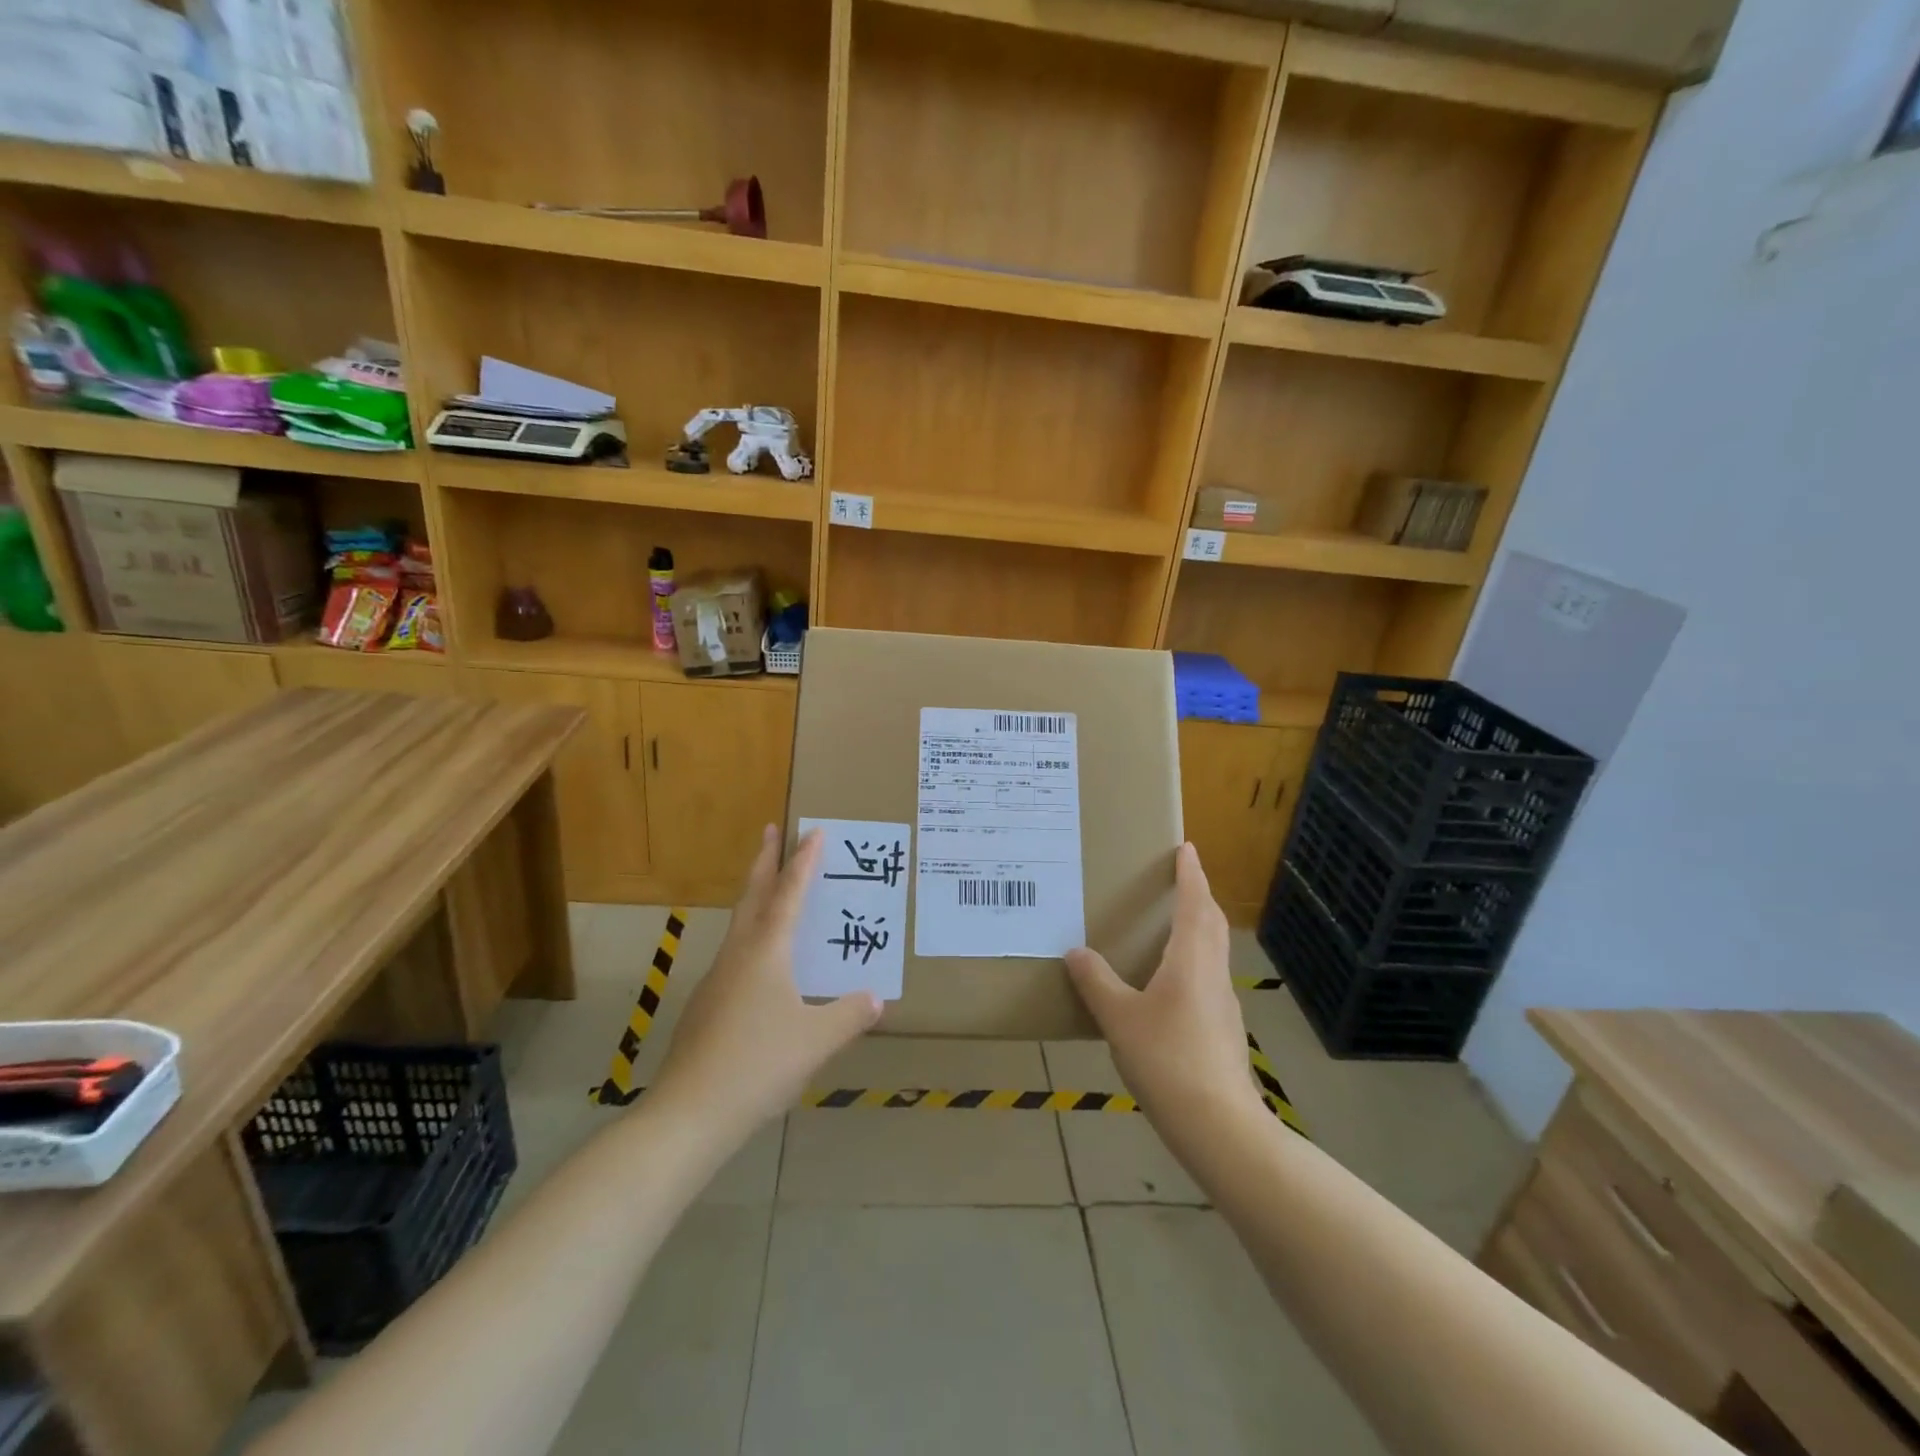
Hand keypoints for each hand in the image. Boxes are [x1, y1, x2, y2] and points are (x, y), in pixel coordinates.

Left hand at [652, 827, 881, 1136]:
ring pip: (740, 925)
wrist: (689, 1113)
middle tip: (771, 831)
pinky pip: (736, 956)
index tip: (813, 831)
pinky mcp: (707, 1006)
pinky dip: (752, 938)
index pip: (789, 894)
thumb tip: (875, 998)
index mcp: (766, 952)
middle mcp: (738, 955)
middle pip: (753, 896)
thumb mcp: (816, 1041)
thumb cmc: (758, 1065)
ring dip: (756, 898)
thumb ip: (849, 1015)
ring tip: (772, 892)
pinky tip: (763, 967)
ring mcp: (717, 980)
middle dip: (765, 861)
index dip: (803, 862)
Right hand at [1065, 843, 1262, 1123]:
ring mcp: (1223, 1003)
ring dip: (1199, 927)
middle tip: (1181, 879)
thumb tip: (1076, 952)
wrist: (1219, 1125)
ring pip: (1214, 951)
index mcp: (1191, 960)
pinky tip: (1171, 983)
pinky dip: (1195, 960)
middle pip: (1212, 923)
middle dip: (1199, 896)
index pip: (1195, 903)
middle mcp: (1213, 973)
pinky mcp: (1224, 1029)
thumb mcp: (1119, 1019)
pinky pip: (1209, 977)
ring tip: (1173, 924)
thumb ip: (1096, 983)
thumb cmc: (1167, 1060)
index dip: (1191, 874)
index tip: (1186, 848)